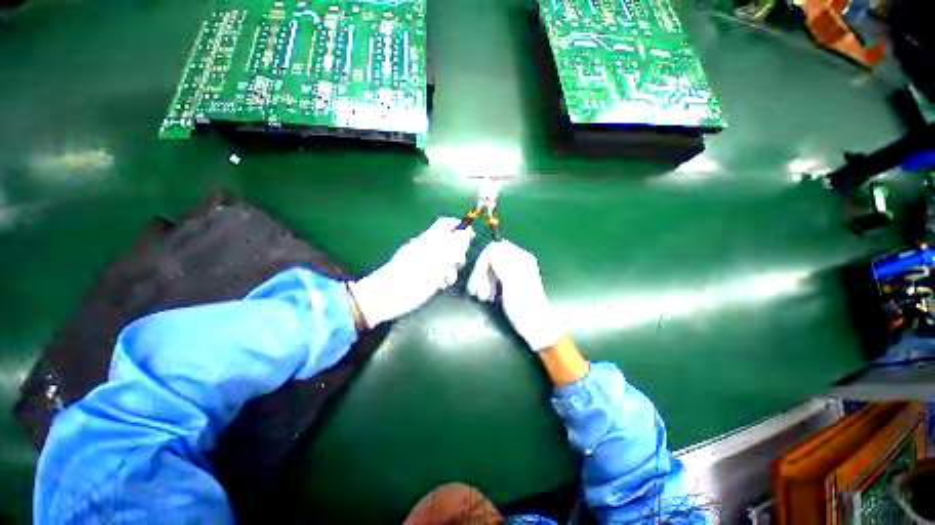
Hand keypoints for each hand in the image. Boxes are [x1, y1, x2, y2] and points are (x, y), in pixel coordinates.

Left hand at [349, 218, 473, 327]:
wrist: (383, 297)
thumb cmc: (412, 280)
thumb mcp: (437, 264)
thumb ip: (453, 247)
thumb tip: (466, 232)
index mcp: (428, 239)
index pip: (447, 224)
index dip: (461, 228)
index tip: (471, 240)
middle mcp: (424, 245)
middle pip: (448, 241)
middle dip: (457, 252)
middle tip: (457, 265)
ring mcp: (419, 257)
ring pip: (443, 256)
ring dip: (450, 267)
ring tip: (447, 280)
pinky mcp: (417, 269)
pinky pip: (435, 267)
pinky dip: (440, 274)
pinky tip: (439, 285)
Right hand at [467, 240, 564, 350]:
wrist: (536, 325)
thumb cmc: (524, 305)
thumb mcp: (512, 282)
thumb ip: (502, 263)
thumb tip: (491, 249)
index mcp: (521, 258)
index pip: (496, 248)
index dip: (483, 259)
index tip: (477, 275)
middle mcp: (518, 261)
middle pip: (492, 259)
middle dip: (482, 273)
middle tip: (475, 289)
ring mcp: (515, 272)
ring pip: (492, 269)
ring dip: (483, 281)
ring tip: (481, 297)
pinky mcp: (511, 282)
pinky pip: (495, 278)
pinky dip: (488, 286)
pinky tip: (486, 297)